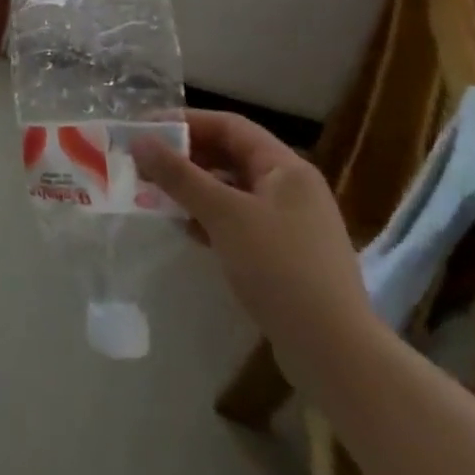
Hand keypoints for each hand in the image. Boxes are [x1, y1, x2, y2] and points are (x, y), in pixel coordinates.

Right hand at [132, 110, 376, 386]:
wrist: (335, 353)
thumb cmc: (280, 269)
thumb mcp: (224, 215)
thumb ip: (180, 175)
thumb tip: (140, 140)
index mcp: (286, 168)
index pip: (230, 126)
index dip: (186, 122)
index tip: (145, 130)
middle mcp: (291, 188)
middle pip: (230, 156)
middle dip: (185, 157)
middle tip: (144, 164)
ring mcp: (290, 224)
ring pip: (232, 190)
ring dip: (193, 188)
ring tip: (155, 195)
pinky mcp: (283, 255)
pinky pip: (237, 220)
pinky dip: (209, 217)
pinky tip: (185, 229)